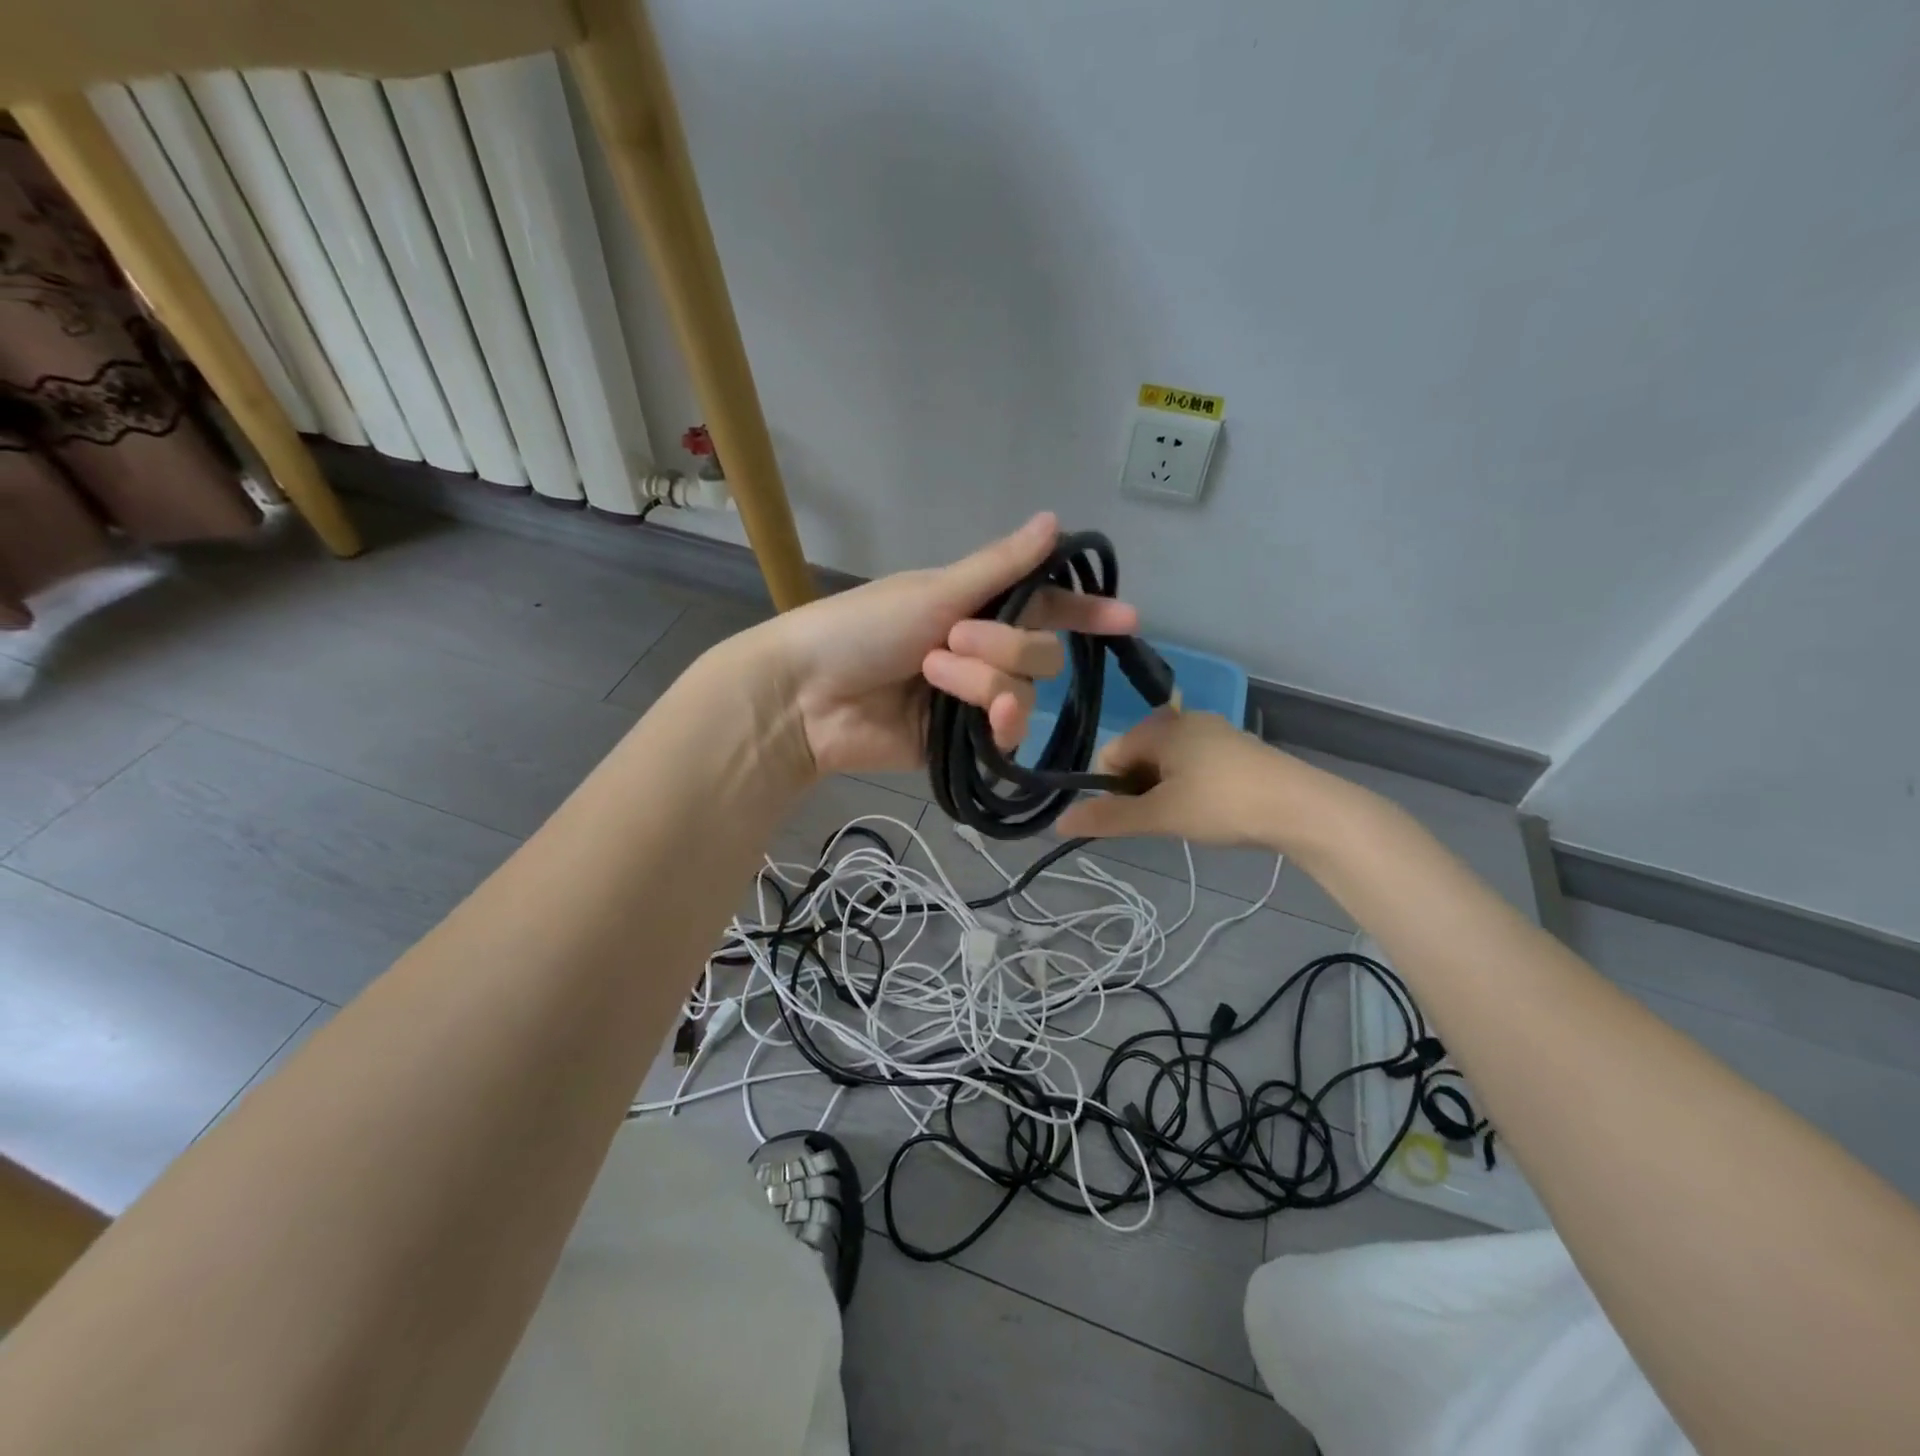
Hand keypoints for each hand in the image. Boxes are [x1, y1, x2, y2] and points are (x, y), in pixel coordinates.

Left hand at [757, 514, 1138, 777]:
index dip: (1084, 612)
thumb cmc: (863, 628)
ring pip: (1024, 692)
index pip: (1044, 607)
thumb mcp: (935, 591)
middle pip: (1041, 653)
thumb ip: (1001, 567)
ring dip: (984, 681)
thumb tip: (1055, 520)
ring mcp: (973, 699)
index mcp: (975, 607)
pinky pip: (1007, 733)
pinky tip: (981, 720)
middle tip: (952, 640)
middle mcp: (982, 652)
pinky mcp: (964, 743)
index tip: (1127, 618)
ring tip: (932, 675)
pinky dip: (997, 720)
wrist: (808, 696)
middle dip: (1005, 646)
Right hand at [1055, 709, 1308, 847]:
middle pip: (1137, 757)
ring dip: (1163, 791)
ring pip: (1166, 763)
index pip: (1110, 755)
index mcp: (1160, 727)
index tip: (1132, 817)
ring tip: (1186, 819)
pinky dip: (1189, 787)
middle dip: (1138, 790)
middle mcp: (1183, 720)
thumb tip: (1058, 822)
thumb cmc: (1222, 804)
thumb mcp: (1160, 815)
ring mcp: (1213, 732)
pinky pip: (1193, 764)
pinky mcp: (1236, 749)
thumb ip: (1109, 817)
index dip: (1110, 789)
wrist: (1302, 807)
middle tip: (1161, 821)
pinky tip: (1209, 810)